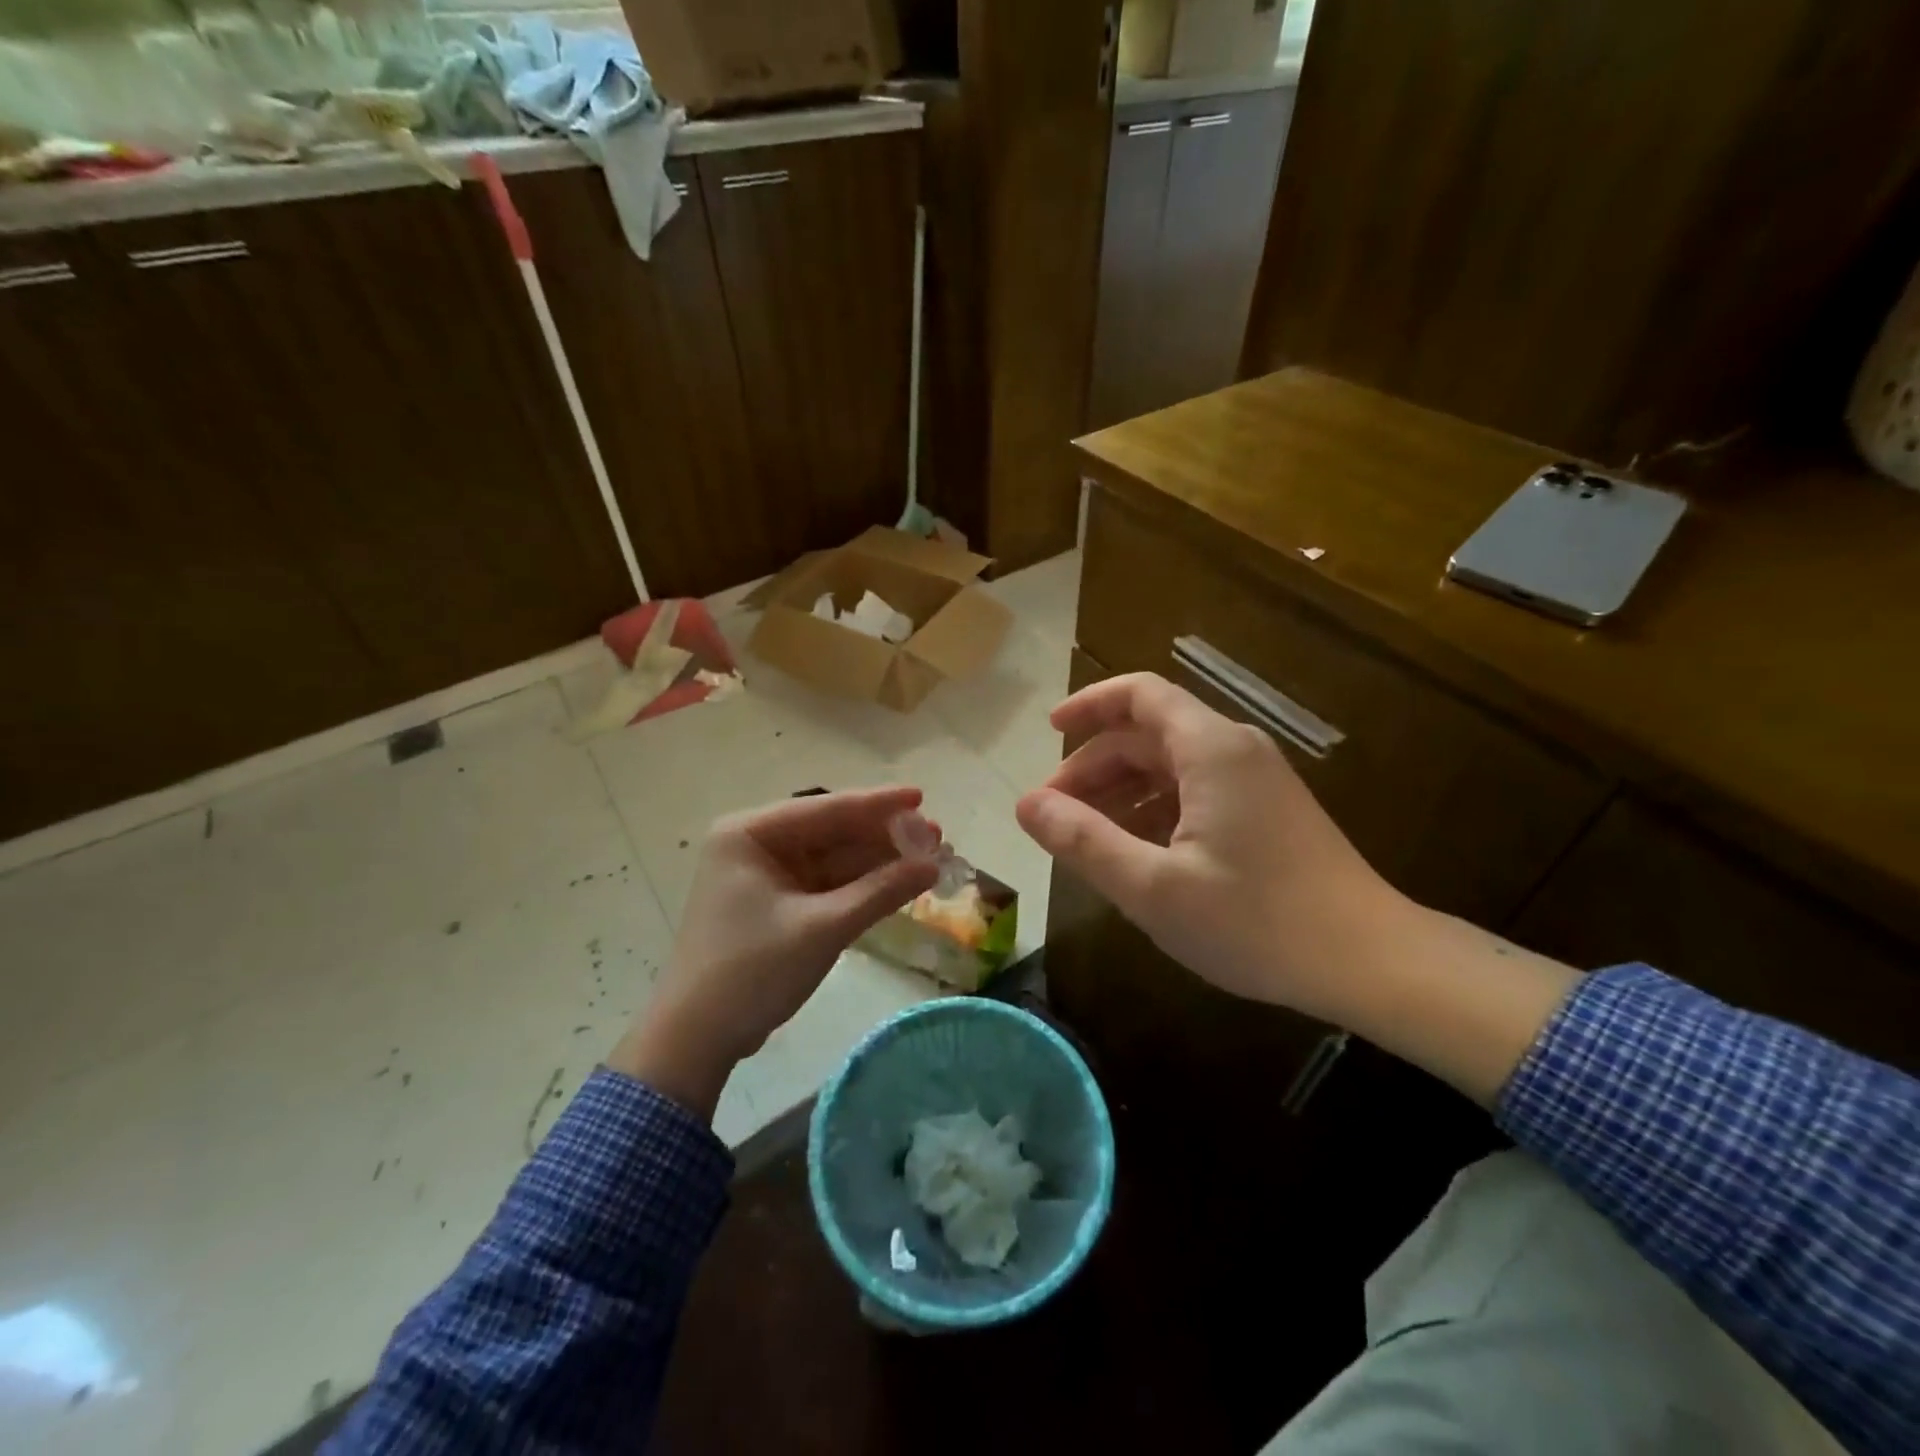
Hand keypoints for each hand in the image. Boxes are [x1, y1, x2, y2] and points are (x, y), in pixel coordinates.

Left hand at [608, 787, 939, 1117]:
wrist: (696, 1039)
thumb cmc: (753, 971)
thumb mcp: (823, 927)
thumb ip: (881, 891)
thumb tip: (935, 865)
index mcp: (750, 833)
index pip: (826, 808)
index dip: (879, 804)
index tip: (922, 797)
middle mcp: (756, 844)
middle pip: (832, 831)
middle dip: (884, 837)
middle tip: (936, 837)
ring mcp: (765, 875)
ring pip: (833, 858)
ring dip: (878, 861)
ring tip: (929, 859)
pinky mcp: (776, 904)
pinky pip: (826, 884)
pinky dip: (860, 885)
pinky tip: (898, 883)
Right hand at [1015, 673, 1401, 1023]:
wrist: (1369, 962)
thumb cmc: (1256, 921)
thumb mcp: (1153, 887)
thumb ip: (1084, 841)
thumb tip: (1026, 805)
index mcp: (1209, 749)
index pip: (1139, 695)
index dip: (1088, 704)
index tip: (1048, 730)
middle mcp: (1234, 750)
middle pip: (1148, 734)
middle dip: (1094, 766)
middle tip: (1054, 814)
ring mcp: (1255, 781)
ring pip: (1170, 766)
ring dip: (1121, 792)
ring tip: (1085, 838)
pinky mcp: (1266, 812)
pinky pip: (1195, 792)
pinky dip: (1154, 810)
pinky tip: (1136, 854)